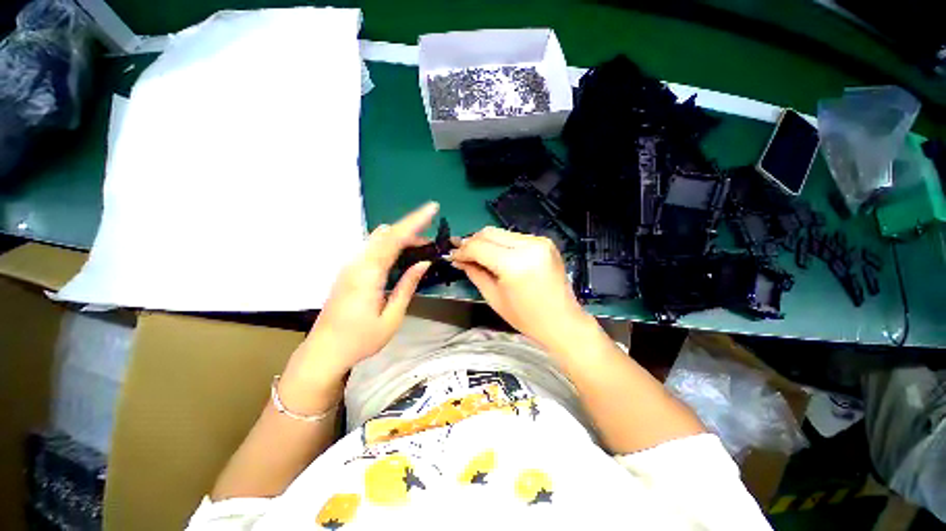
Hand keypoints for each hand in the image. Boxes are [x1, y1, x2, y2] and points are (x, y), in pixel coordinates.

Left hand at [284, 202, 437, 390]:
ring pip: (378, 239)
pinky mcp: (348, 270)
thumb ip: (407, 286)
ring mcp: (350, 265)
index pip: (394, 238)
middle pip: (386, 234)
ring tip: (420, 247)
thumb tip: (423, 263)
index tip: (432, 208)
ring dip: (400, 238)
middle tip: (431, 242)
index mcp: (368, 274)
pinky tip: (400, 256)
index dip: (415, 221)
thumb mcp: (392, 317)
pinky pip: (372, 248)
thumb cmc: (360, 339)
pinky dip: (390, 245)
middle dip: (411, 230)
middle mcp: (357, 263)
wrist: (324, 351)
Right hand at [450, 227, 594, 351]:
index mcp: (514, 264)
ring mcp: (539, 241)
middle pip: (489, 233)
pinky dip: (502, 244)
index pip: (479, 246)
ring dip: (486, 242)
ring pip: (501, 233)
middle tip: (462, 254)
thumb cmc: (526, 318)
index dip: (462, 250)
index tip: (452, 256)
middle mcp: (528, 245)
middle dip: (472, 242)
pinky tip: (497, 256)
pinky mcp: (545, 242)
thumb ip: (475, 273)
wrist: (562, 321)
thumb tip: (459, 259)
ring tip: (477, 255)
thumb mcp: (494, 297)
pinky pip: (515, 237)